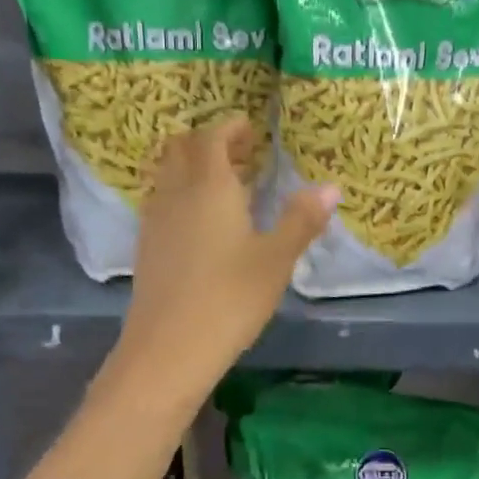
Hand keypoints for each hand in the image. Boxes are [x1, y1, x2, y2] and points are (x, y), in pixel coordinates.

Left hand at [113, 116, 336, 394]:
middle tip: (242, 154)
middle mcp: (175, 194)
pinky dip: (182, 194)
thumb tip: (331, 187)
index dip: (230, 127)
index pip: (212, 137)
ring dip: (193, 168)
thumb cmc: (230, 299)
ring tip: (227, 186)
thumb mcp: (276, 259)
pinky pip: (162, 201)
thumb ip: (302, 220)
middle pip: (181, 149)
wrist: (168, 350)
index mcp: (209, 187)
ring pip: (168, 175)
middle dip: (209, 142)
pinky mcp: (147, 248)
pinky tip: (205, 224)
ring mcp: (155, 221)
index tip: (250, 129)